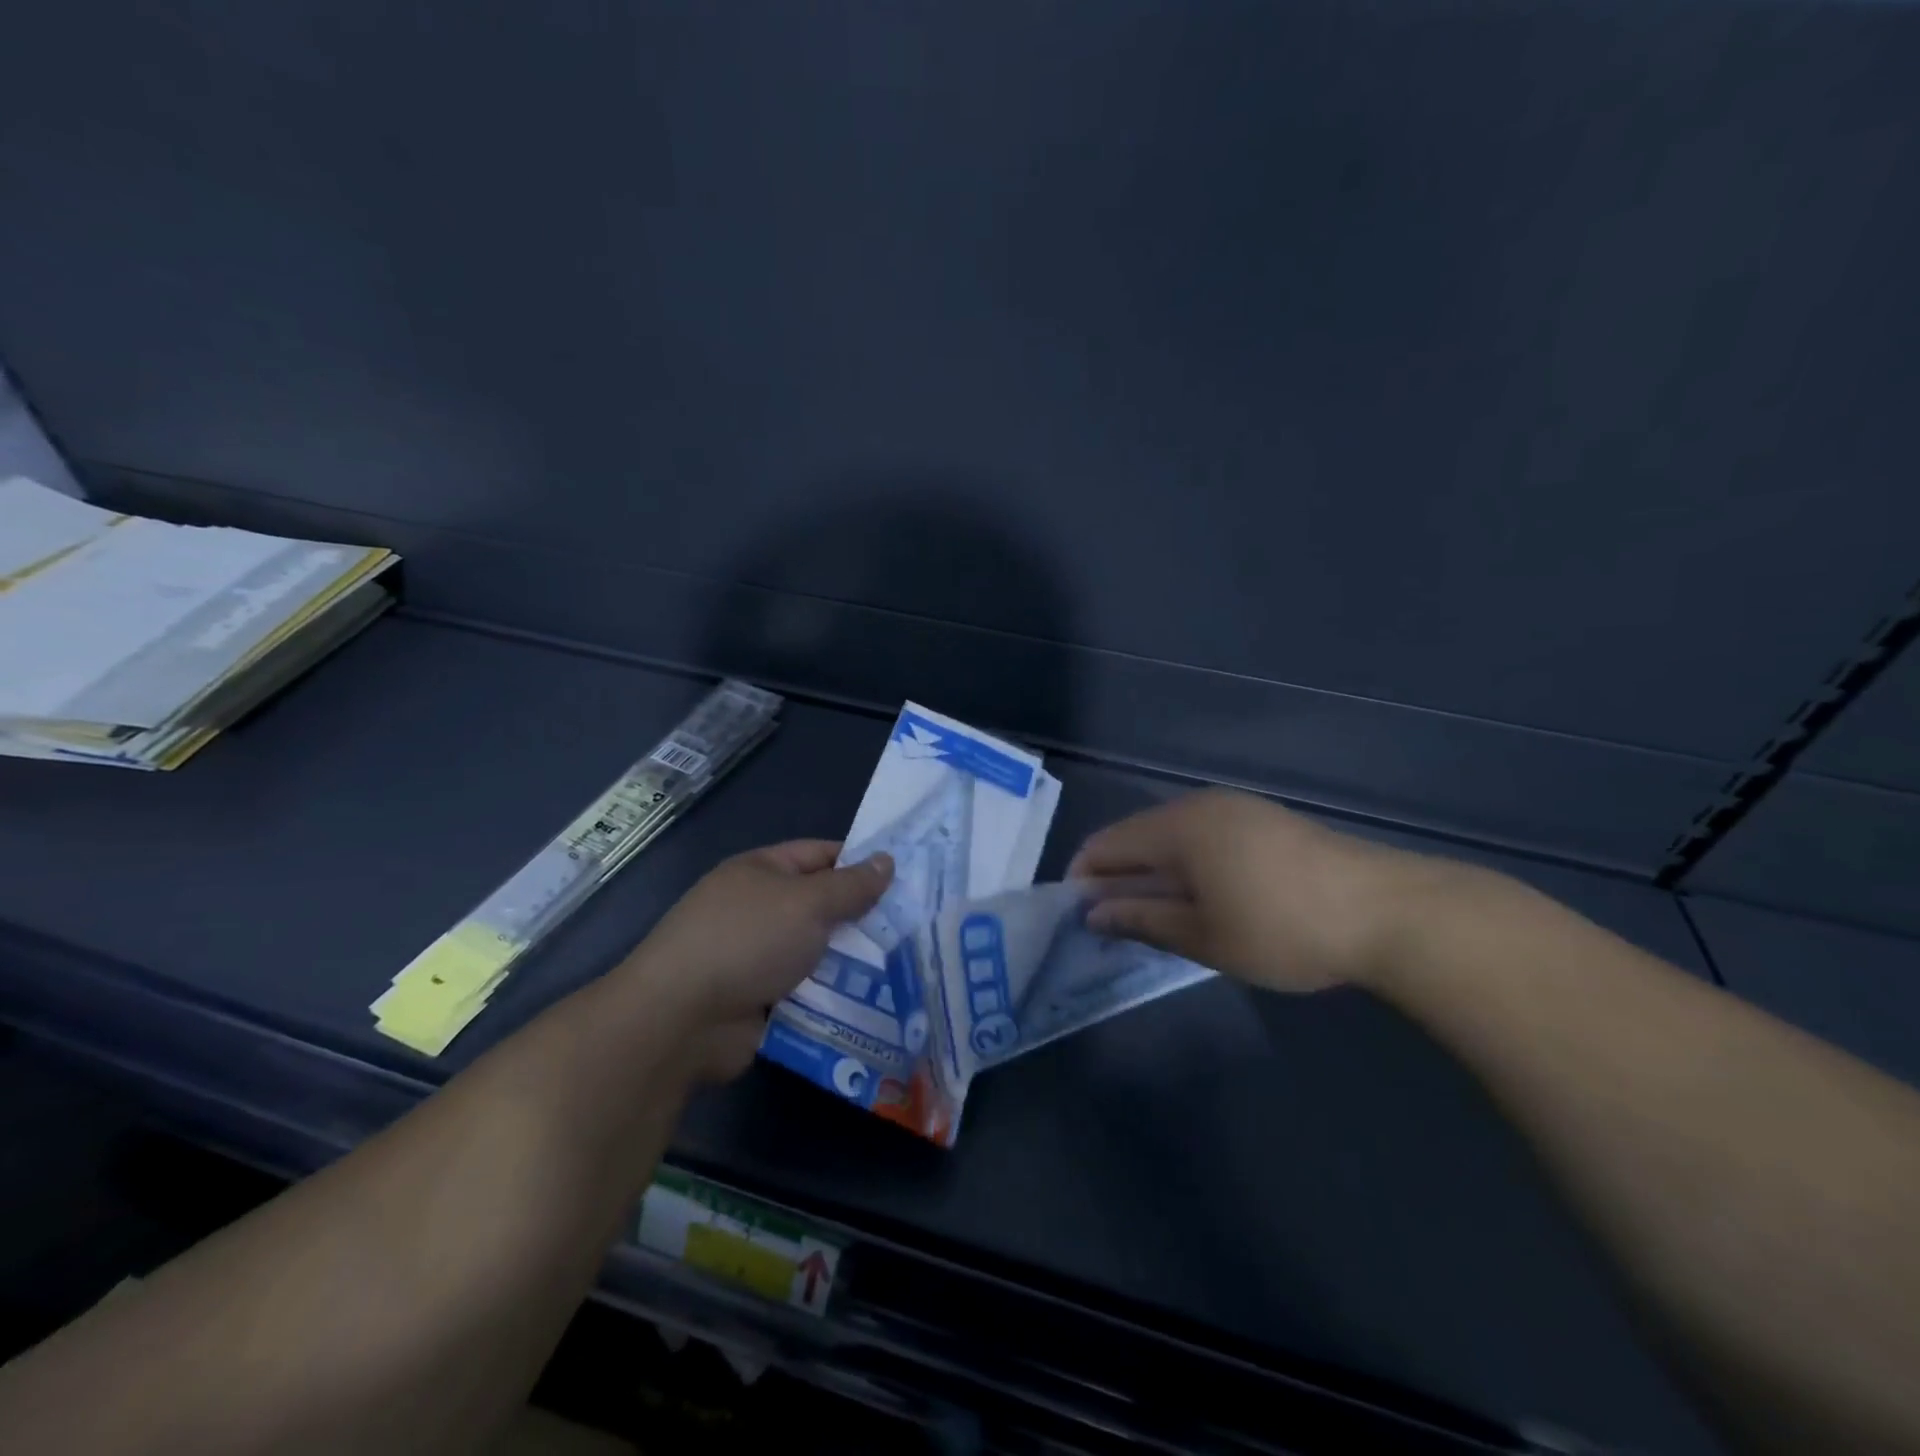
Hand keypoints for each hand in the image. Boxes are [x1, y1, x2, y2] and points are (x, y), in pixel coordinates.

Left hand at [621, 841, 891, 1080]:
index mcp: (761, 871)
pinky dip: (832, 996)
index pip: (820, 855)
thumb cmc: (746, 940)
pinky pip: (806, 991)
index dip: (859, 862)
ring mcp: (755, 957)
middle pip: (820, 906)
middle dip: (862, 918)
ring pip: (816, 952)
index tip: (904, 877)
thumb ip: (850, 886)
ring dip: (851, 962)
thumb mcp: (807, 902)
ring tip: (905, 967)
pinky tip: (874, 1003)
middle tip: (915, 927)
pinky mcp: (757, 1001)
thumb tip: (887, 861)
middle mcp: (757, 909)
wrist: (680, 1019)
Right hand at [1069, 790, 1456, 993]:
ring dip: (1152, 870)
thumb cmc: (1282, 928)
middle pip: (1136, 834)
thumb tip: (1093, 912)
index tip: (1077, 916)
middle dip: (1117, 875)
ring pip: (1171, 835)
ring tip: (1153, 914)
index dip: (1084, 877)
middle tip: (1113, 923)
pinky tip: (1199, 896)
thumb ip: (1142, 919)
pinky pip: (1203, 835)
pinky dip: (1186, 863)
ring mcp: (1236, 808)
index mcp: (1177, 826)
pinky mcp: (1264, 820)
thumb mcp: (1204, 936)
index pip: (1107, 843)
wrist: (1388, 911)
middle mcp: (1199, 805)